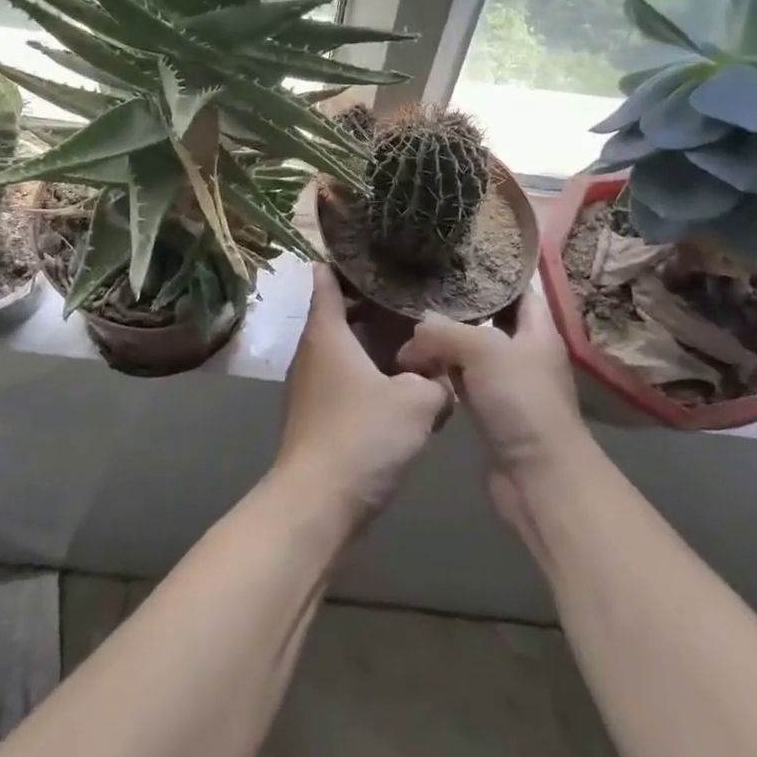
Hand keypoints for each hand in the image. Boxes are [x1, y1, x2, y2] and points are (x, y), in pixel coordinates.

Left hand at [274, 265, 451, 526]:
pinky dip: (370, 373)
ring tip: (415, 338)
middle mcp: (312, 351)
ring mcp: (311, 385)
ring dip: (374, 342)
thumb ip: (437, 382)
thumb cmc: (362, 436)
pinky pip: (346, 379)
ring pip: (344, 348)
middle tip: (412, 295)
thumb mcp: (416, 402)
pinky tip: (402, 386)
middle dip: (372, 303)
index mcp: (327, 332)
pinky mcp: (318, 415)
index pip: (326, 279)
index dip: (346, 262)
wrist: (316, 504)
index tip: (374, 252)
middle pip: (339, 312)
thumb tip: (444, 378)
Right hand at [396, 288, 591, 540]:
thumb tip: (418, 327)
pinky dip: (442, 372)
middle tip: (422, 287)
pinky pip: (462, 380)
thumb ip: (445, 332)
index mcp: (537, 329)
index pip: (519, 288)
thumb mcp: (483, 351)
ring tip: (410, 323)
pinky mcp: (491, 411)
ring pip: (471, 350)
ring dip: (445, 342)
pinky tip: (416, 365)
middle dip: (458, 305)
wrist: (540, 479)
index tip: (459, 255)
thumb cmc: (522, 402)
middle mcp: (525, 351)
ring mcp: (508, 383)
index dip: (494, 270)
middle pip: (490, 318)